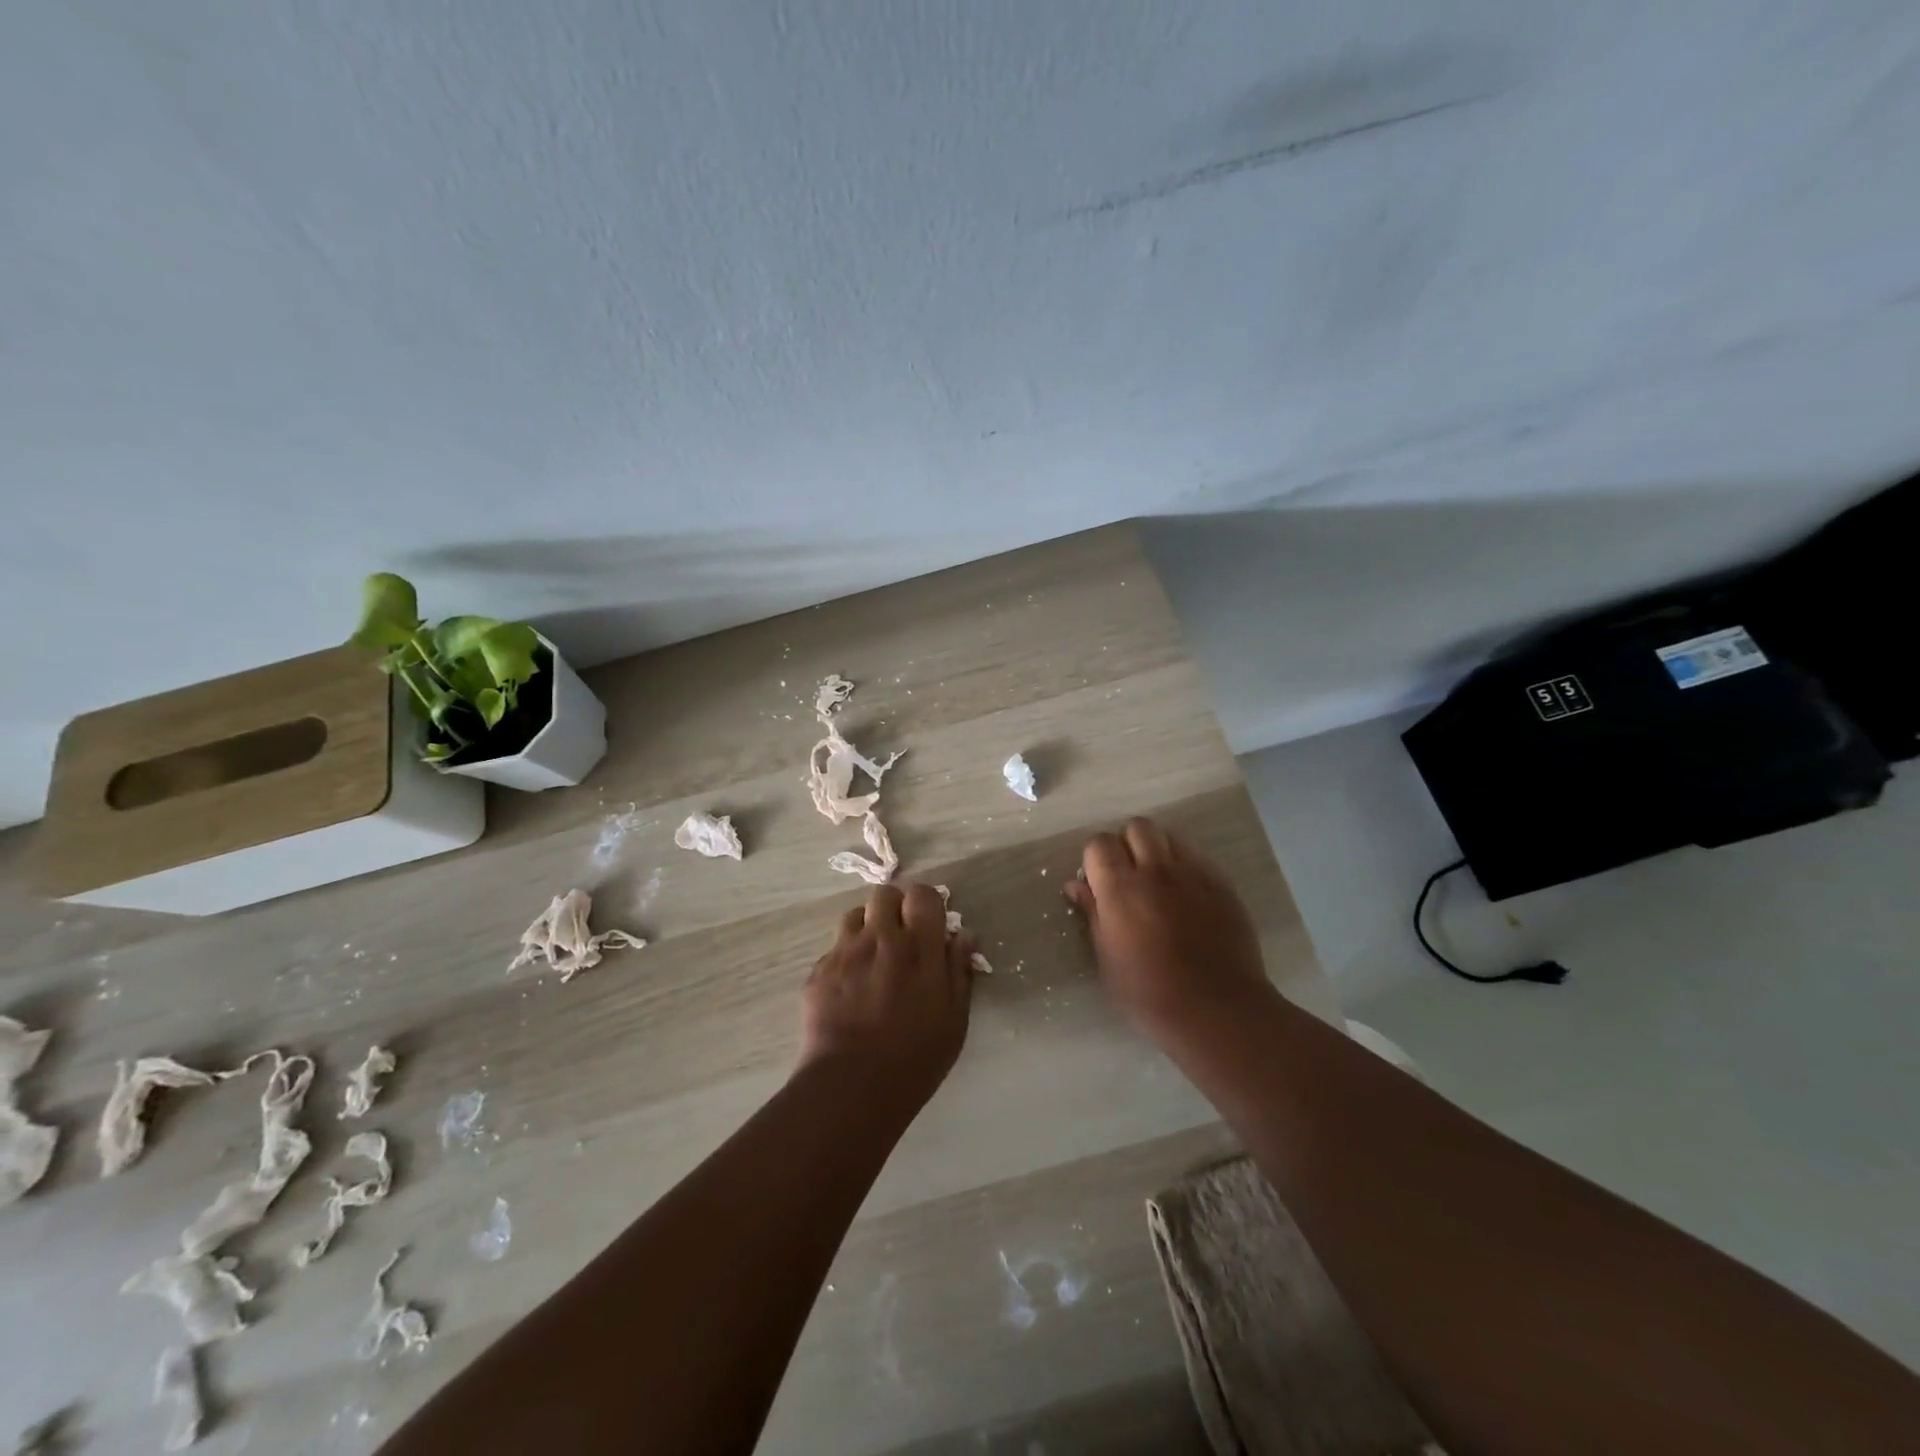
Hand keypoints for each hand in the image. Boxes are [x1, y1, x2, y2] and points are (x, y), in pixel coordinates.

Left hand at [799, 882, 976, 1111]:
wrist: (852, 1086)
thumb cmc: (916, 1057)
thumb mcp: (955, 1019)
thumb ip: (959, 970)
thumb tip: (962, 935)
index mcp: (919, 947)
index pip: (922, 895)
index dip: (926, 904)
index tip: (929, 924)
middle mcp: (881, 938)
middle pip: (884, 894)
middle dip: (894, 908)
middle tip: (900, 937)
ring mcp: (845, 952)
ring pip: (855, 915)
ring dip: (867, 928)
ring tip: (873, 958)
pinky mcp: (819, 971)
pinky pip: (834, 949)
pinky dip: (845, 959)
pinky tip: (850, 988)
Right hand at [1064, 817, 1274, 1038]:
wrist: (1218, 1011)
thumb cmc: (1149, 994)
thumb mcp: (1107, 959)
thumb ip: (1092, 914)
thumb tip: (1075, 885)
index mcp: (1121, 889)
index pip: (1099, 843)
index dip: (1095, 858)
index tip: (1098, 882)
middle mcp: (1157, 871)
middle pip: (1137, 827)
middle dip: (1128, 844)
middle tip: (1128, 876)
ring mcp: (1194, 875)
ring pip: (1170, 838)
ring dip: (1158, 852)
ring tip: (1159, 884)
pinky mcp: (1222, 886)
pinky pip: (1198, 860)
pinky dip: (1186, 870)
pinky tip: (1188, 900)